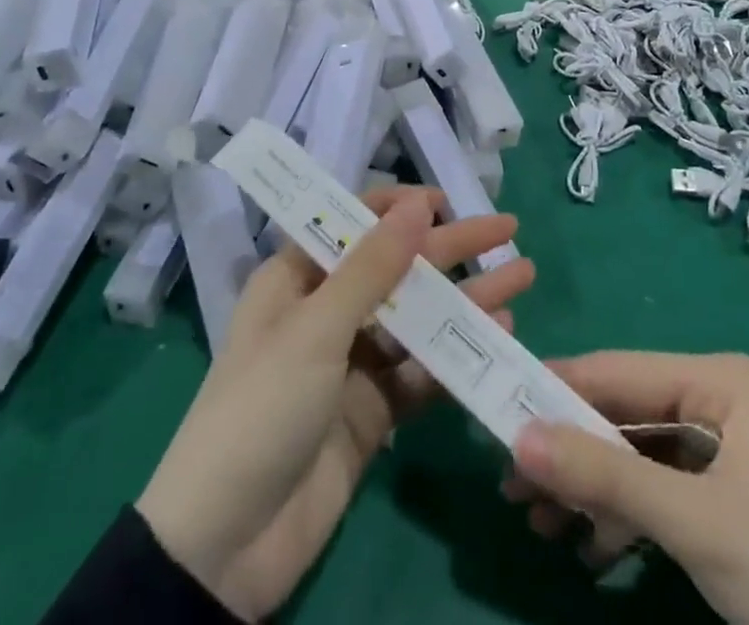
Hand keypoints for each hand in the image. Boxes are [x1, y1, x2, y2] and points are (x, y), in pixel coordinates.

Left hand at [138, 189, 534, 620]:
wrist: (225, 548)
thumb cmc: (262, 408)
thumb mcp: (315, 329)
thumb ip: (372, 266)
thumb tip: (417, 204)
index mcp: (298, 278)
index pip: (353, 223)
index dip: (398, 207)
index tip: (445, 200)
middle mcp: (327, 310)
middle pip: (397, 267)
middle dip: (451, 248)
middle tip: (507, 230)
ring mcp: (352, 362)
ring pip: (418, 317)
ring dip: (466, 299)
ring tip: (522, 277)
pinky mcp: (374, 410)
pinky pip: (422, 370)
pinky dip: (457, 352)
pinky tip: (498, 334)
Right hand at [506, 353, 748, 624]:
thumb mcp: (691, 523)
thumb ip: (602, 478)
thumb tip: (516, 439)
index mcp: (717, 380)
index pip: (618, 371)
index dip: (556, 389)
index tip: (498, 410)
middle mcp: (715, 402)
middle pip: (623, 415)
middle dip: (569, 451)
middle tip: (511, 484)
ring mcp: (721, 454)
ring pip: (635, 457)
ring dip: (588, 489)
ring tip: (536, 523)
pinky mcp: (725, 503)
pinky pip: (657, 494)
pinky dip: (621, 519)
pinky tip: (588, 552)